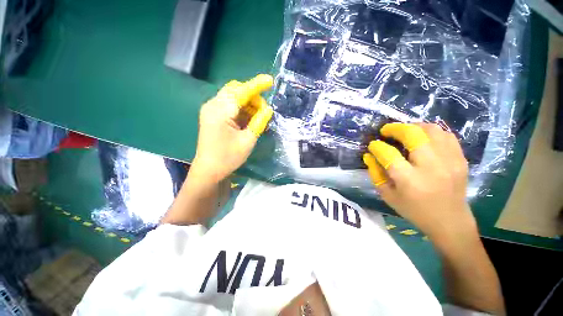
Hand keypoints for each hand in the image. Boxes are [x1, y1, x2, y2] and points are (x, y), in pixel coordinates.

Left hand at [192, 74, 273, 182]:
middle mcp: (213, 105)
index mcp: (221, 110)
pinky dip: (241, 109)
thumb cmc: (228, 158)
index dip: (257, 85)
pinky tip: (248, 119)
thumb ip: (259, 122)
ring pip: (233, 97)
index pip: (242, 91)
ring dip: (248, 104)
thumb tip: (268, 109)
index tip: (270, 81)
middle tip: (263, 112)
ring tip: (258, 118)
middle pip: (236, 90)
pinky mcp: (212, 116)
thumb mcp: (248, 140)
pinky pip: (229, 106)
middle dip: (252, 97)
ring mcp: (211, 110)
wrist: (209, 171)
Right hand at [363, 123, 476, 239]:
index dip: (377, 146)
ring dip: (414, 127)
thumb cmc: (414, 210)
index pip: (389, 154)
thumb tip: (369, 156)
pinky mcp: (460, 159)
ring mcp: (450, 161)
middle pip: (413, 135)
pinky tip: (422, 137)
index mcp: (410, 180)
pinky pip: (446, 135)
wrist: (450, 221)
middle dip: (395, 128)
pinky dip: (431, 132)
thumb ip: (375, 174)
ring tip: (404, 131)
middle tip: (386, 131)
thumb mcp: (388, 195)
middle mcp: (431, 167)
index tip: (373, 145)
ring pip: (432, 130)